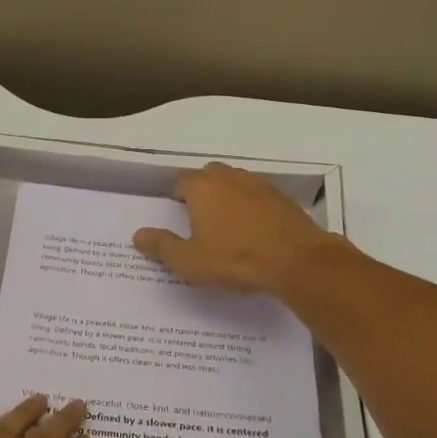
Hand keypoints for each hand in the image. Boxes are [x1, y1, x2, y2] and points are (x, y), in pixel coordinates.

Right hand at [133, 161, 333, 294]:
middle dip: (200, 192)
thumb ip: (161, 246)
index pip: (179, 181)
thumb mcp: (189, 261)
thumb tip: (138, 234)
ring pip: (234, 184)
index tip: (173, 213)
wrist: (297, 261)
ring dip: (227, 198)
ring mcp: (259, 185)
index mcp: (202, 187)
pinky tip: (252, 231)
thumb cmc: (235, 259)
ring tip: (224, 225)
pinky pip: (257, 197)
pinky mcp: (282, 198)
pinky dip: (250, 208)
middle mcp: (229, 177)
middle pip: (208, 176)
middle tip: (196, 219)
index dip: (174, 195)